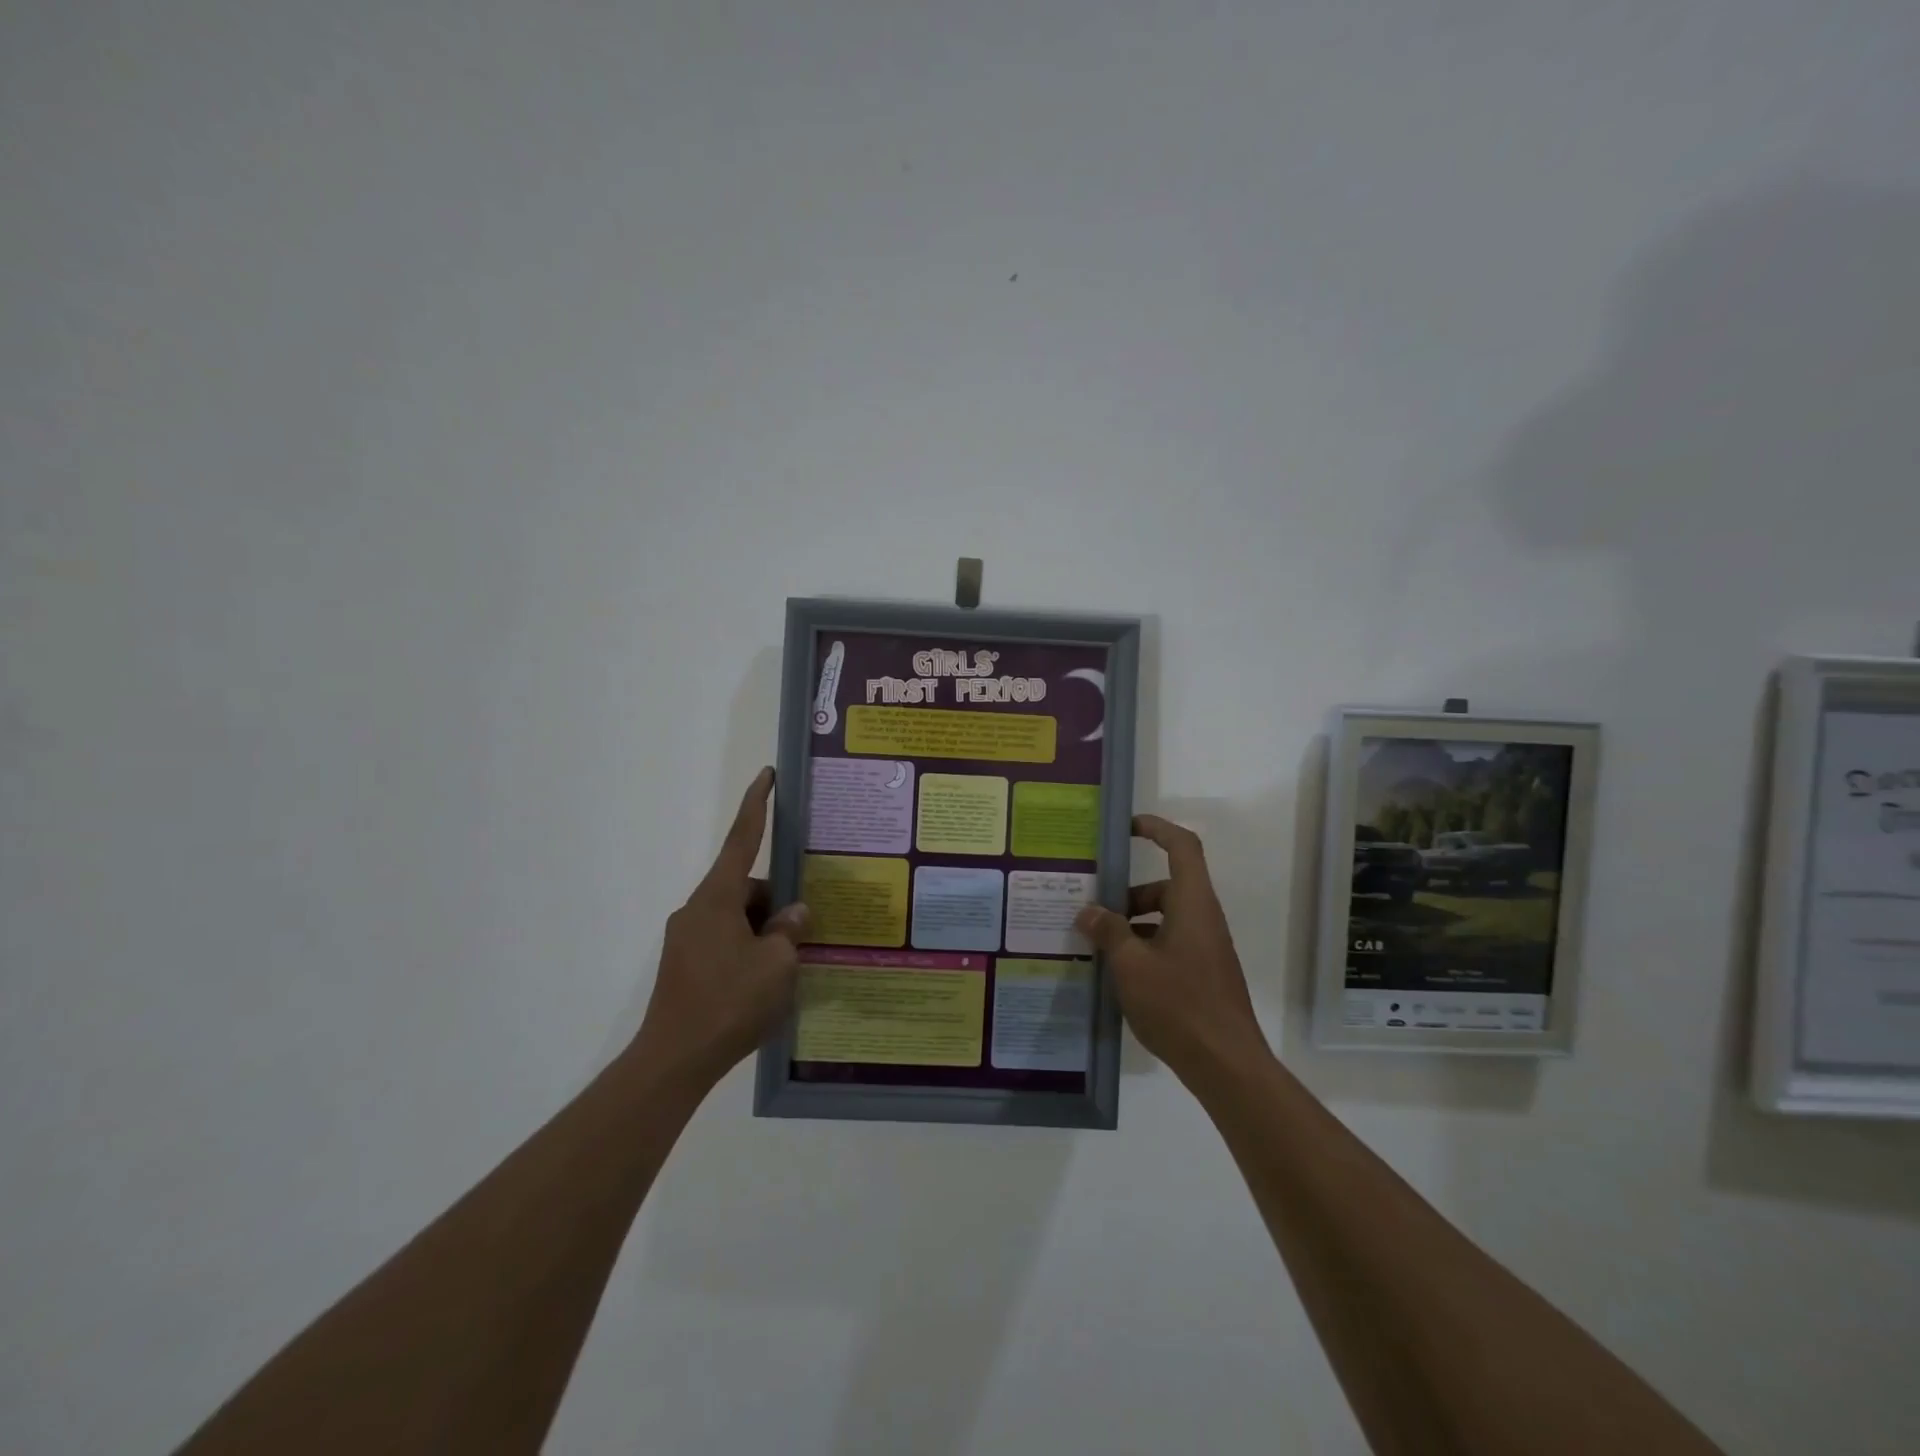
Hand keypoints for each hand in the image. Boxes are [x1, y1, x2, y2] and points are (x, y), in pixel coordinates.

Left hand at [632, 768, 809, 1087]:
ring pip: (738, 918)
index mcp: (717, 899)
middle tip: (804, 935)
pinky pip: (725, 942)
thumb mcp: (777, 965)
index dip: (756, 806)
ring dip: (763, 932)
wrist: (674, 1061)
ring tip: (788, 968)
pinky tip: (765, 983)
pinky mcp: (684, 965)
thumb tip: (793, 914)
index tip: (765, 775)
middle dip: (776, 904)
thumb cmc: (729, 1003)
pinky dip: (748, 951)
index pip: (742, 840)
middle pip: (746, 889)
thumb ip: (789, 931)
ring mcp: (687, 939)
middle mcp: (697, 910)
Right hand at [1075, 815, 1269, 1081]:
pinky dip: (1142, 947)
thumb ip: (1108, 932)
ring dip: (1130, 924)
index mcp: (1192, 904)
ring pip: (1164, 918)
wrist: (1226, 1065)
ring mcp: (1205, 947)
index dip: (1157, 828)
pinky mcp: (1202, 973)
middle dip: (1126, 893)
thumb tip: (1088, 911)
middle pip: (1164, 887)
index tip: (1126, 827)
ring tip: (1094, 944)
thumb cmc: (1179, 1005)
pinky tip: (1115, 973)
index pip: (1181, 847)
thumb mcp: (1131, 965)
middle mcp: (1202, 918)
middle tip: (1089, 909)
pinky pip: (1168, 944)